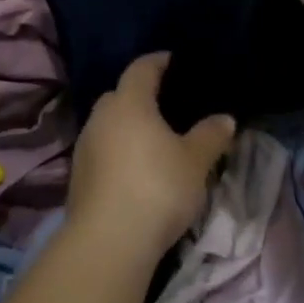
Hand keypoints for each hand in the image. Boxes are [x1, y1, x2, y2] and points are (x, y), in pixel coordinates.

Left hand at [65, 54, 235, 266]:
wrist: (108, 242)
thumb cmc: (157, 188)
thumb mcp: (195, 162)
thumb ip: (210, 136)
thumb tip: (225, 118)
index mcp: (129, 102)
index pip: (141, 69)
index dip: (157, 61)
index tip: (172, 60)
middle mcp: (101, 117)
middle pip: (119, 95)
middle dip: (139, 94)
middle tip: (164, 102)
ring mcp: (85, 147)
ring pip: (107, 124)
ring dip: (126, 126)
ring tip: (152, 138)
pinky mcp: (78, 177)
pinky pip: (102, 150)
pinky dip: (117, 151)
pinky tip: (134, 168)